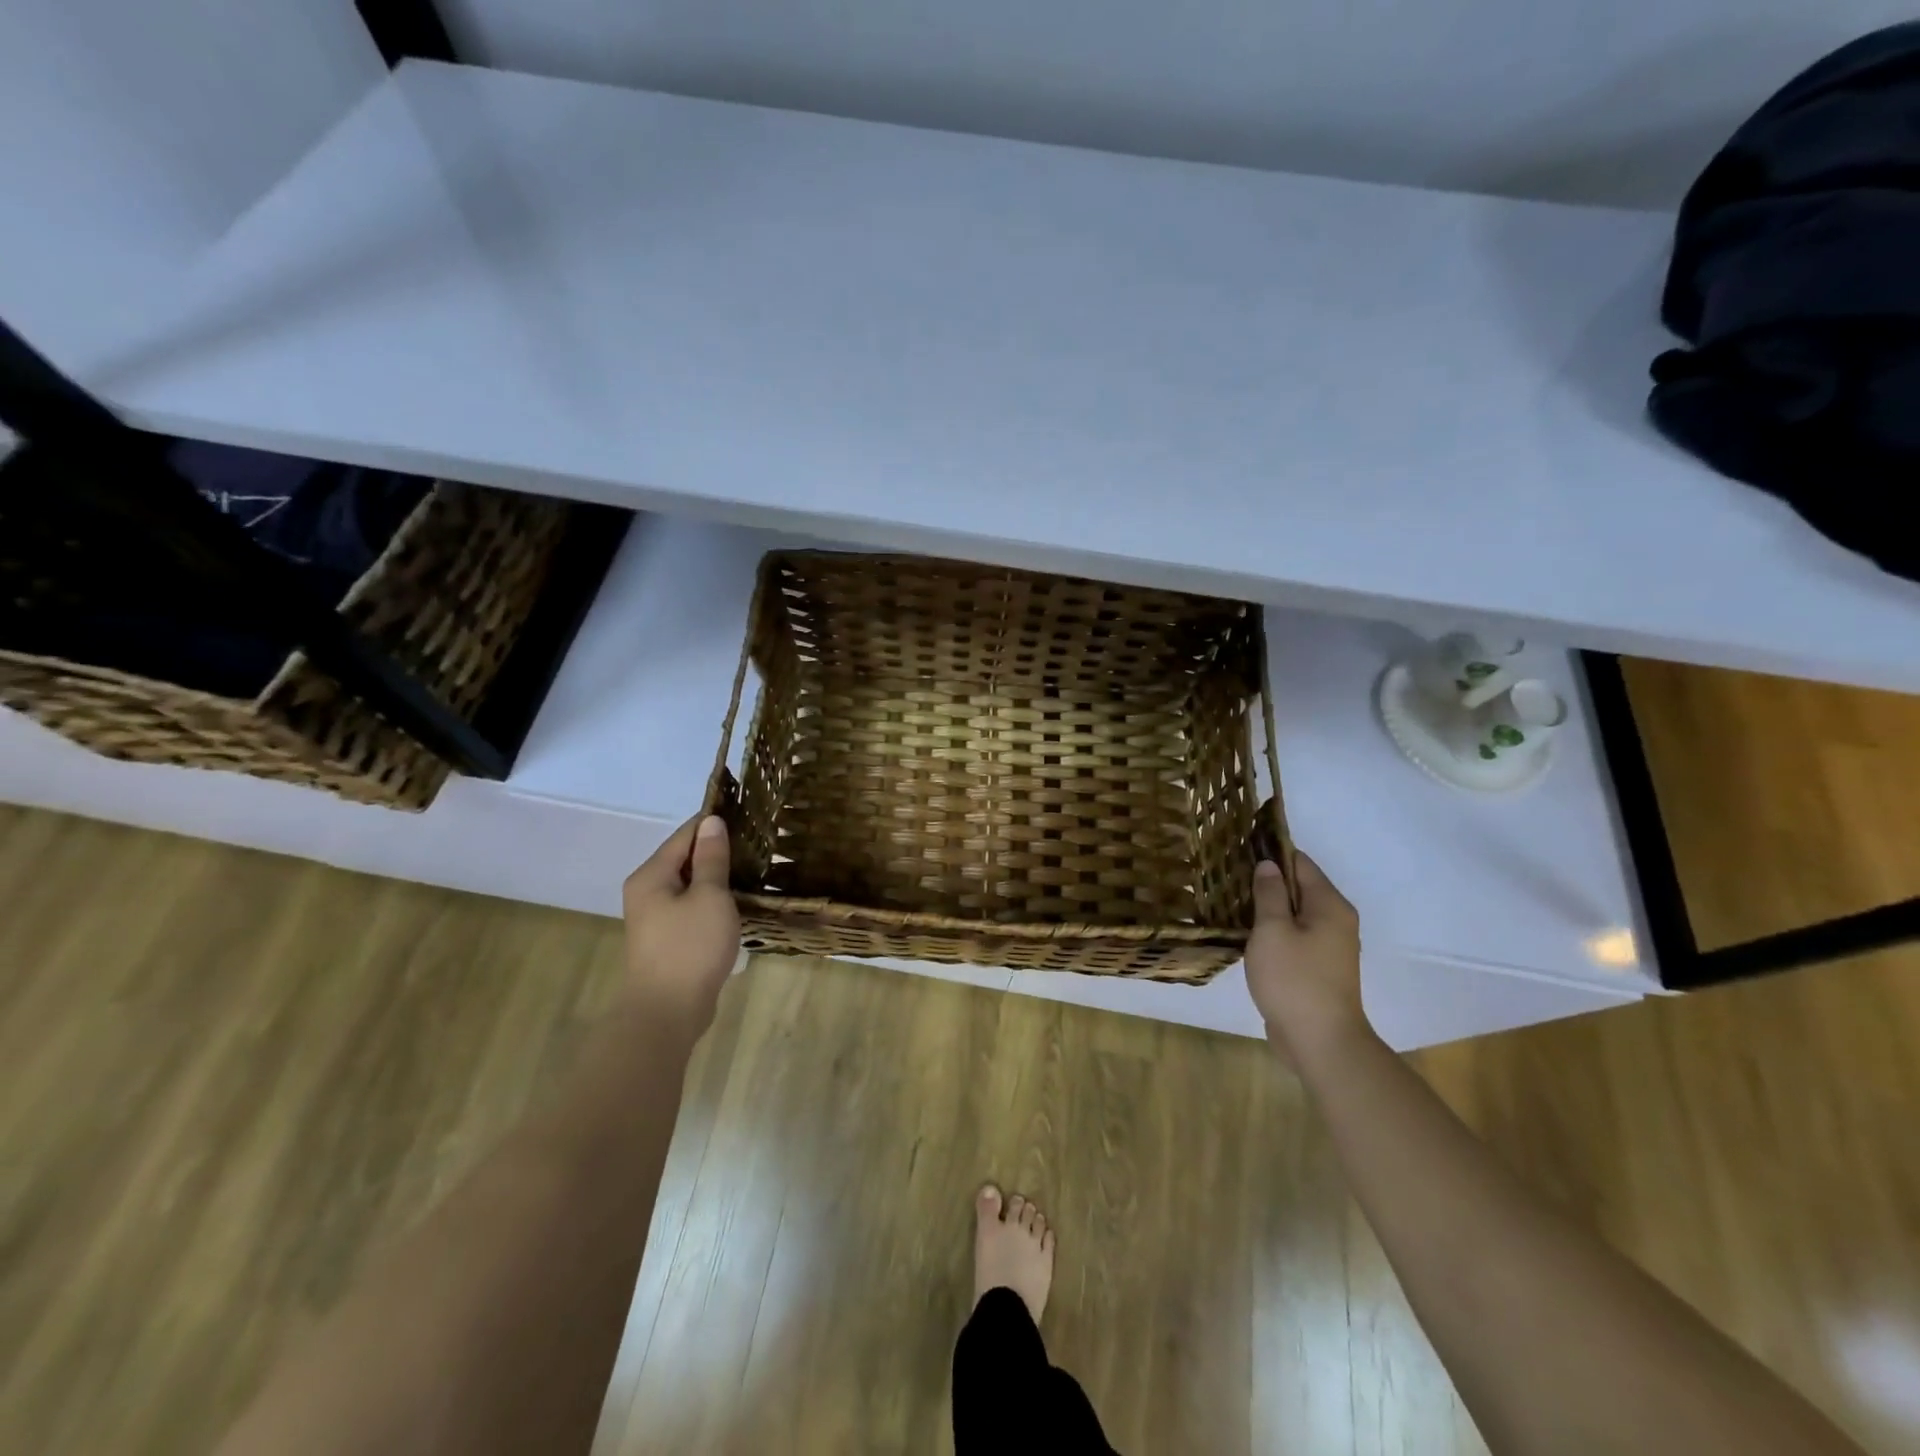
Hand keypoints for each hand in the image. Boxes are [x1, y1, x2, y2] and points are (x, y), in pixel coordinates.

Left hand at [621, 814, 740, 1037]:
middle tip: (757, 844)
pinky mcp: (667, 939)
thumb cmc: (690, 948)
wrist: (667, 1013)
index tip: (748, 816)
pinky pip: (691, 907)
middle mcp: (647, 891)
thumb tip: (712, 822)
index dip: (714, 823)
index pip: (685, 834)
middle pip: (684, 858)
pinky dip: (712, 900)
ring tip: (753, 869)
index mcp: (652, 875)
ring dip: (717, 877)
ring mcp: (655, 917)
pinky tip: (737, 903)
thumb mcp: (709, 896)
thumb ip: (711, 858)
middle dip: (717, 850)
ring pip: (690, 884)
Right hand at [1245, 851, 1371, 1067]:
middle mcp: (1336, 921)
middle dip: (1266, 882)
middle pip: (1299, 888)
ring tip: (1230, 902)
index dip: (1271, 854)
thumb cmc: (1294, 979)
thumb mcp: (1272, 930)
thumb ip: (1269, 894)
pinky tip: (1246, 935)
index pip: (1300, 863)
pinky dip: (1273, 932)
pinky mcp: (1318, 969)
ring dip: (1267, 909)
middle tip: (1227, 877)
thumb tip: (1268, 865)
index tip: (1239, 851)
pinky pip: (1294, 938)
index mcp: (1330, 906)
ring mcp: (1329, 948)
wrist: (1320, 1042)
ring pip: (1294, 915)